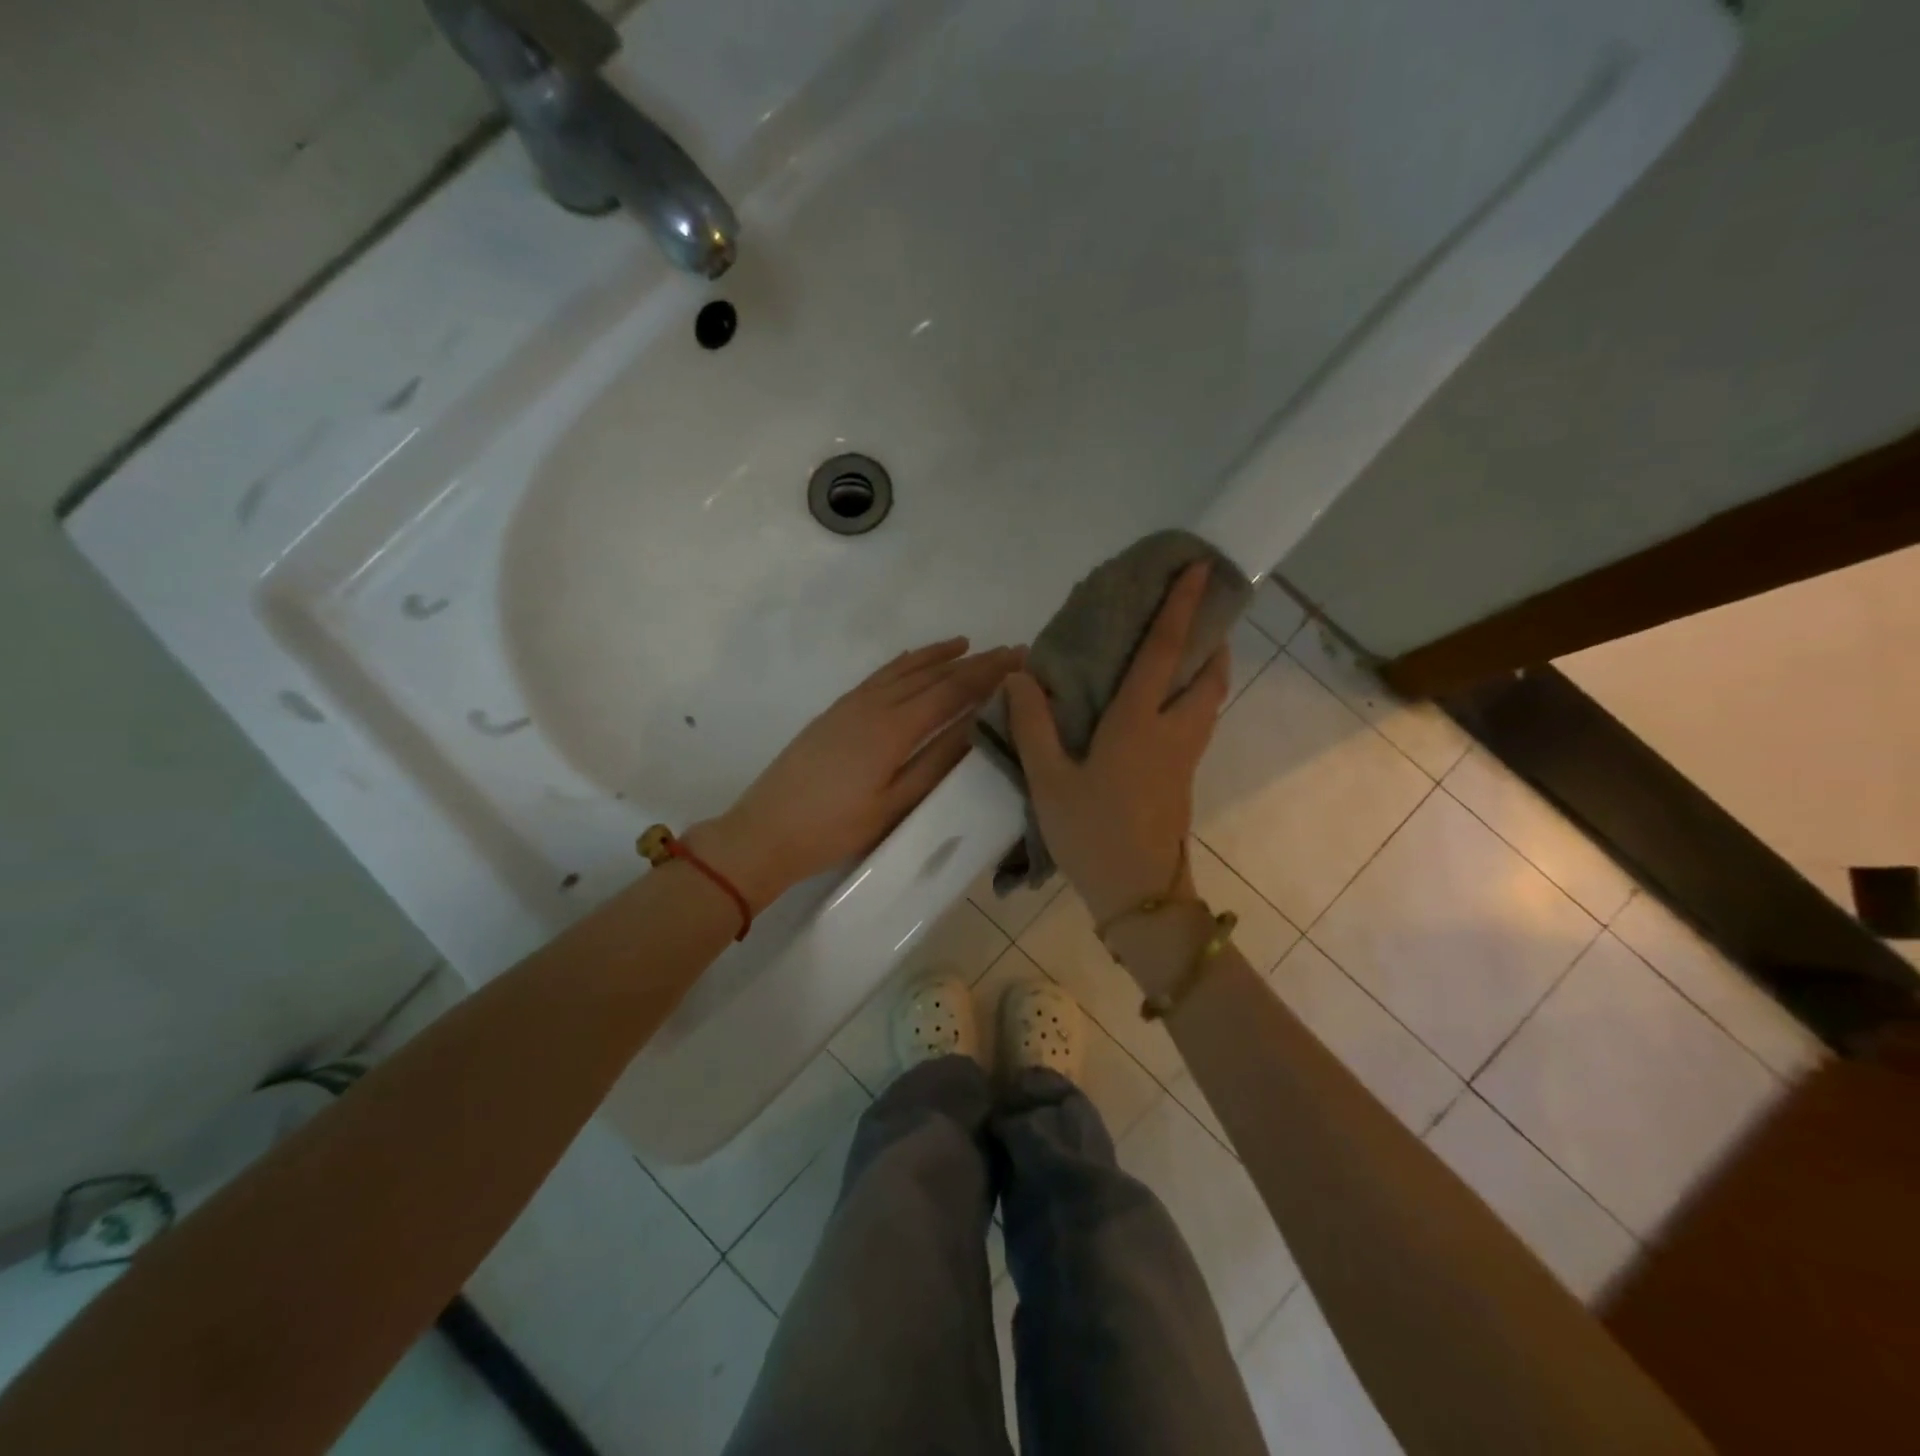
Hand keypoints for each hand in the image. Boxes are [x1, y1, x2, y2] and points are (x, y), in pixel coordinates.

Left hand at [689, 639, 1023, 912]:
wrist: (765, 831)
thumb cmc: (836, 828)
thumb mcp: (895, 805)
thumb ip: (936, 762)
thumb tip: (977, 726)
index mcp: (894, 729)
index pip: (952, 691)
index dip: (988, 674)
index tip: (1019, 659)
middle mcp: (874, 705)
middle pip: (932, 676)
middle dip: (972, 662)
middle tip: (1008, 650)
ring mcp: (851, 706)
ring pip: (903, 670)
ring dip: (937, 656)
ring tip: (966, 645)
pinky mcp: (835, 712)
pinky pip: (878, 676)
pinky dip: (903, 664)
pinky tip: (912, 661)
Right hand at [1005, 562, 1229, 925]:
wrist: (1139, 895)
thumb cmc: (1092, 833)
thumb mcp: (1049, 780)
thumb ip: (1034, 725)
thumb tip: (1021, 676)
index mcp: (1138, 723)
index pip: (1165, 652)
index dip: (1182, 608)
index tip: (1200, 569)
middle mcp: (1172, 731)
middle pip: (1209, 675)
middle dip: (1211, 639)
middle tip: (1198, 615)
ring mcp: (1184, 757)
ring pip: (1209, 701)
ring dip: (1207, 669)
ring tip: (1184, 653)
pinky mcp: (1183, 779)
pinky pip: (1197, 723)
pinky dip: (1193, 698)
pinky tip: (1162, 706)